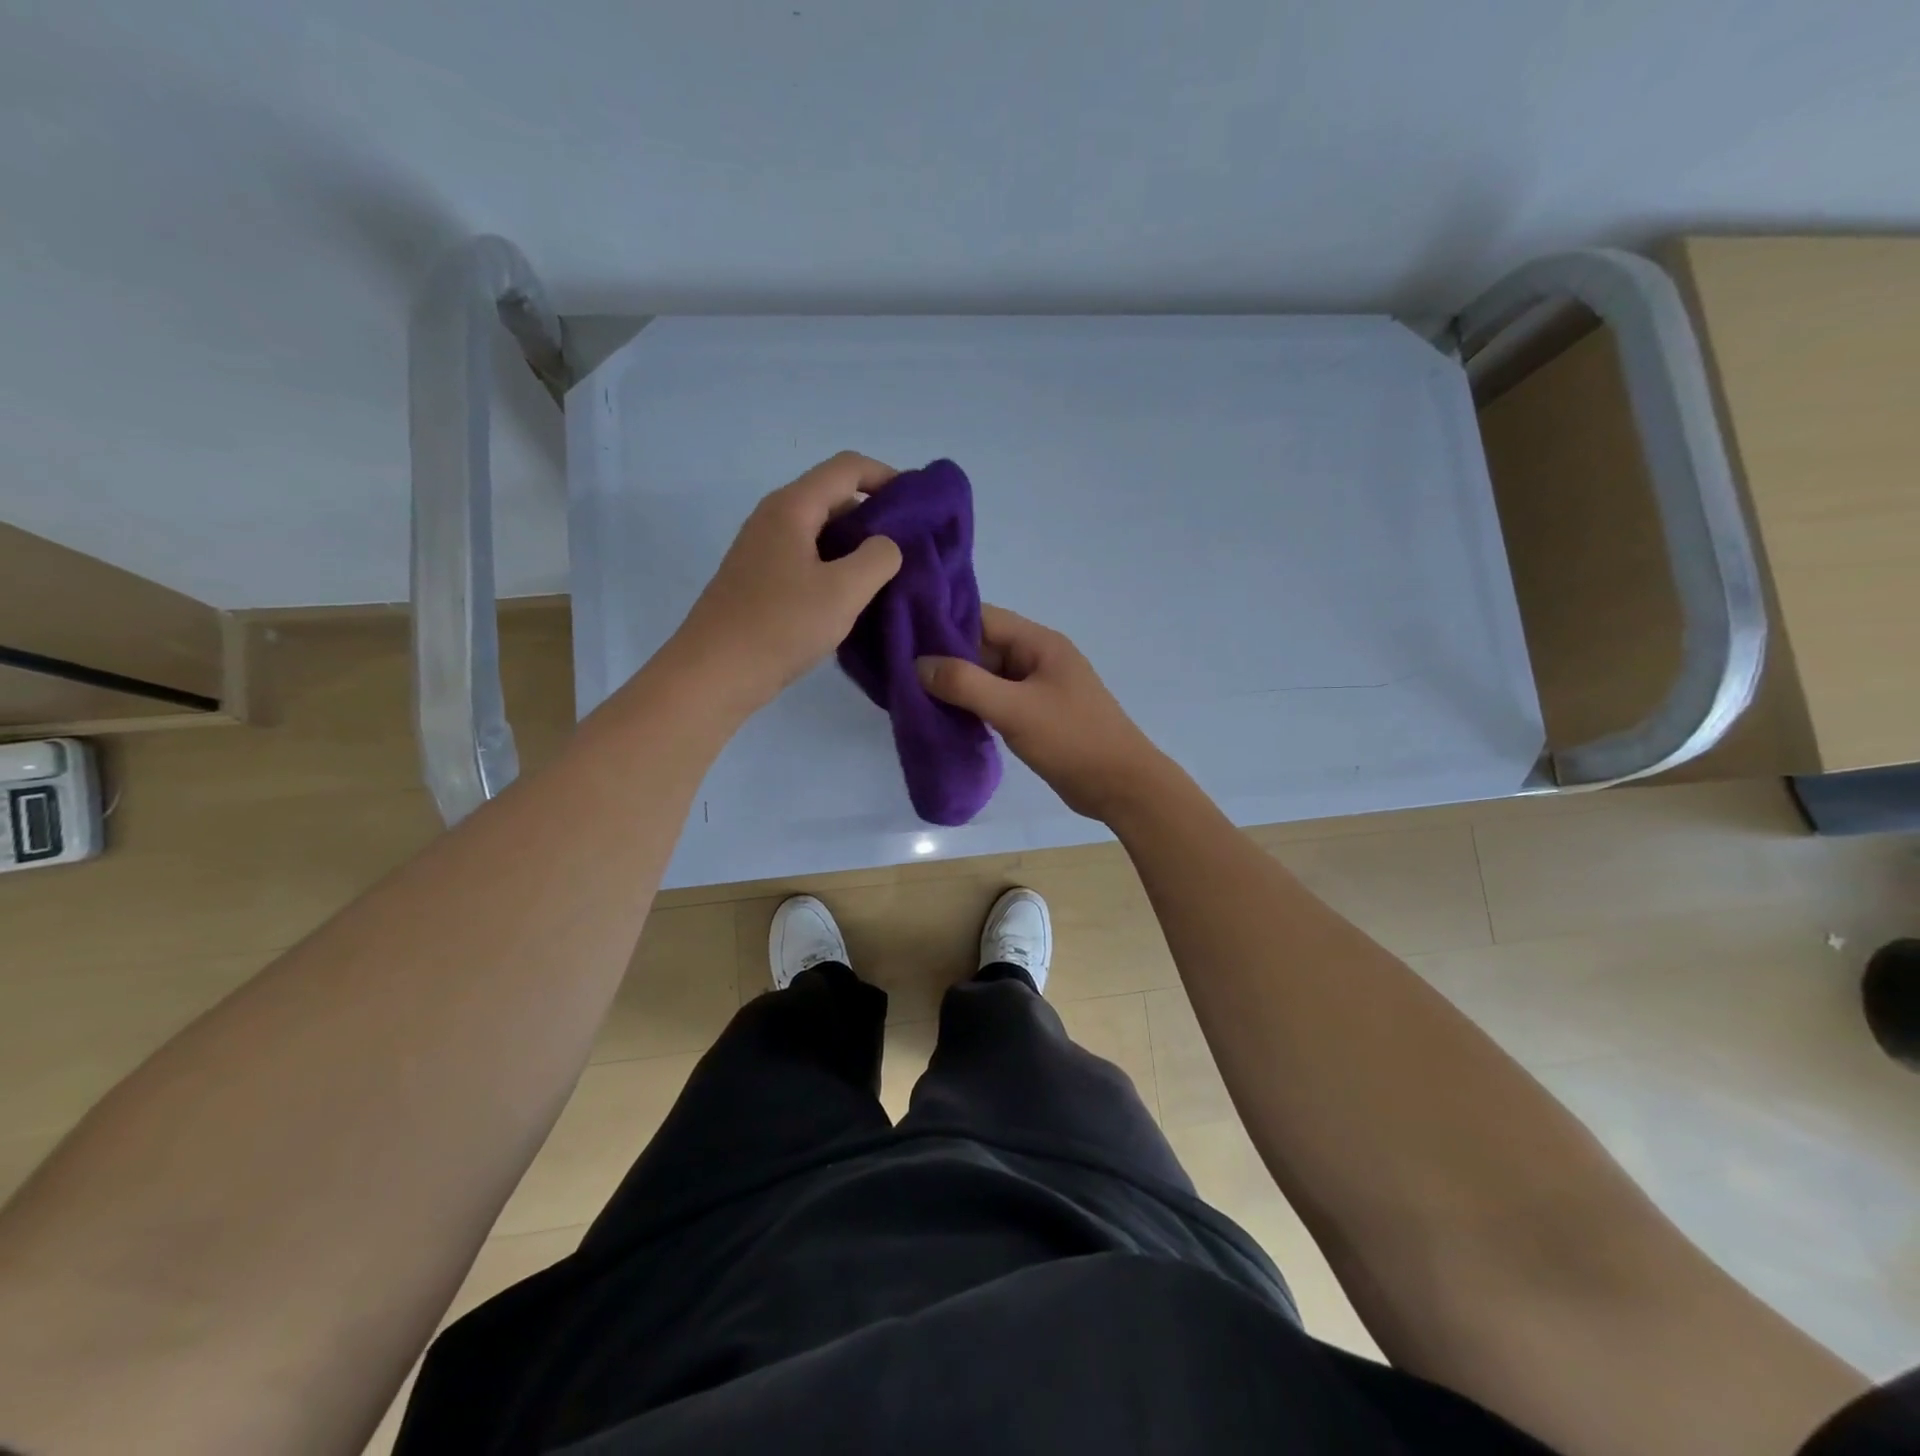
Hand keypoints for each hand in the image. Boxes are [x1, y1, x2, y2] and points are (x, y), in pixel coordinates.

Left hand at [667, 452, 903, 711]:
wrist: (713, 674)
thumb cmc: (780, 626)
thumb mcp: (844, 591)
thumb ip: (878, 558)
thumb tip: (886, 545)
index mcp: (792, 507)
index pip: (847, 467)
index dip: (887, 476)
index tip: (920, 505)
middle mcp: (774, 518)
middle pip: (834, 496)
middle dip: (875, 514)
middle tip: (910, 547)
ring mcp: (763, 550)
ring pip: (821, 531)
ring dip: (856, 545)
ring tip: (888, 575)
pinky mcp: (760, 580)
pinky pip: (808, 558)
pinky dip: (836, 567)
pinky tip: (852, 598)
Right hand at [916, 605, 1171, 820]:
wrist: (1120, 785)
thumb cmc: (1072, 739)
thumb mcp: (1015, 709)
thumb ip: (965, 684)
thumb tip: (918, 664)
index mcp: (1039, 643)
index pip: (982, 618)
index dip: (944, 623)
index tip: (904, 636)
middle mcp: (1037, 658)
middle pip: (982, 645)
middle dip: (945, 657)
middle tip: (900, 670)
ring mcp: (1037, 687)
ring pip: (987, 675)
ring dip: (957, 684)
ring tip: (913, 693)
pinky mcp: (1035, 714)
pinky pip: (996, 699)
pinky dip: (972, 705)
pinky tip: (945, 716)